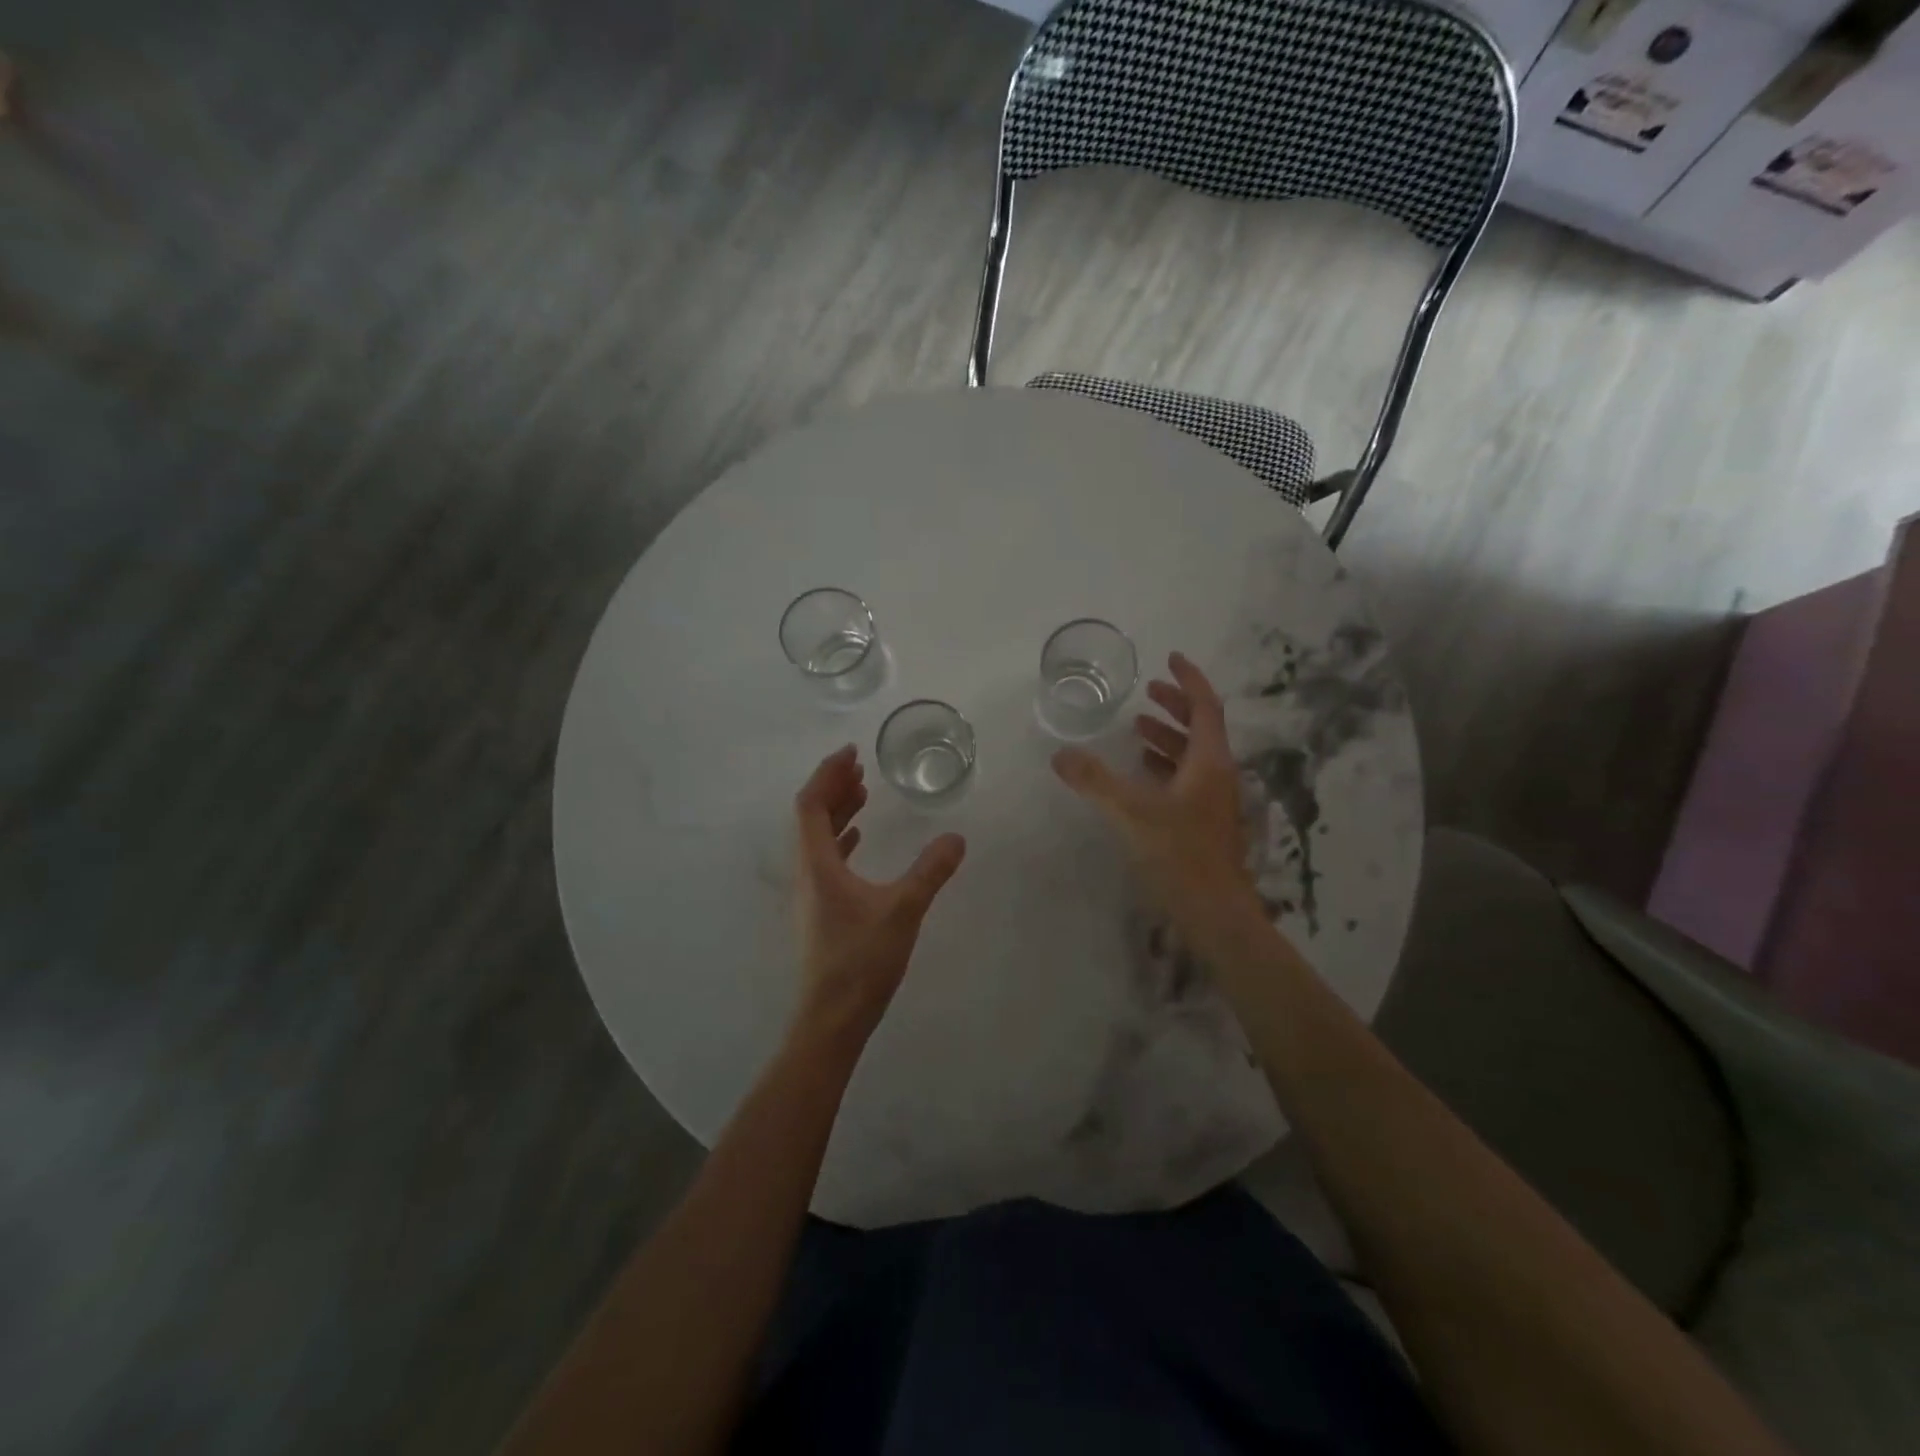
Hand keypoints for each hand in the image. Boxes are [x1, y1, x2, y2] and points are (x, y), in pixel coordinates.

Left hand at [791, 746, 966, 1053]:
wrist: (832, 1018)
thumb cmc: (861, 960)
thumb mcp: (903, 910)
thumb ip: (930, 871)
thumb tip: (957, 838)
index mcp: (817, 864)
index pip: (811, 804)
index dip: (828, 774)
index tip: (852, 753)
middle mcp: (807, 872)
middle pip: (811, 817)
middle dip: (834, 787)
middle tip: (861, 767)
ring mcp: (811, 893)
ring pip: (818, 839)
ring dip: (838, 812)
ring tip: (864, 793)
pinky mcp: (821, 911)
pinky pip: (827, 860)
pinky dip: (842, 840)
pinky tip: (860, 840)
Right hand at [1052, 652, 1252, 931]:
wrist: (1215, 912)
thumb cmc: (1179, 854)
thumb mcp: (1130, 812)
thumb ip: (1094, 781)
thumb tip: (1060, 754)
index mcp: (1209, 762)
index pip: (1205, 706)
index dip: (1189, 679)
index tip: (1171, 658)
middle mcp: (1217, 775)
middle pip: (1201, 728)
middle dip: (1175, 706)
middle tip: (1148, 692)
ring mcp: (1214, 801)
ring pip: (1193, 756)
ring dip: (1168, 737)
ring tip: (1137, 729)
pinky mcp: (1204, 823)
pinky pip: (1186, 780)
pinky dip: (1165, 766)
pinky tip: (1142, 775)